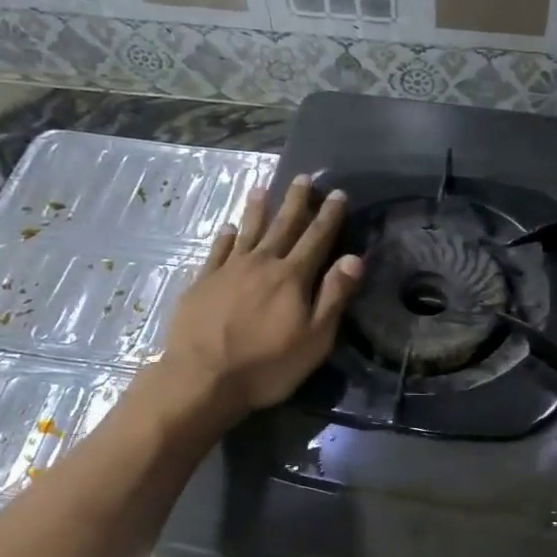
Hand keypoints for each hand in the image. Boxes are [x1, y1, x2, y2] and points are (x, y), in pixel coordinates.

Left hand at [159, 174, 362, 414]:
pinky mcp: (202, 282)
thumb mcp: (314, 339)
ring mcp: (228, 270)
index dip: (329, 216)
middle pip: (282, 226)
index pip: (316, 239)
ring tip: (262, 189)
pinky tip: (227, 228)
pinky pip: (217, 251)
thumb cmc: (267, 366)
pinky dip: (224, 237)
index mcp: (292, 277)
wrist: (203, 378)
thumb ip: (333, 297)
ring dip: (257, 210)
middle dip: (296, 202)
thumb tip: (353, 258)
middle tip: (304, 178)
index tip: (338, 194)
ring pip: (247, 232)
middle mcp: (261, 264)